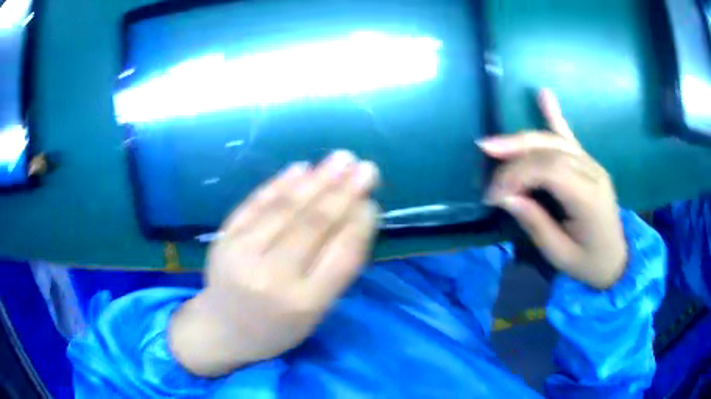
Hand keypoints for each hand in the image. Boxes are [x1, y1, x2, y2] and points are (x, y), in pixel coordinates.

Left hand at [169, 151, 379, 376]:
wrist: (222, 328)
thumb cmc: (277, 327)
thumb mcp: (315, 313)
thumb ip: (335, 269)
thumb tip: (355, 216)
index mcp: (304, 304)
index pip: (341, 254)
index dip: (359, 223)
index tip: (372, 200)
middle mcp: (273, 277)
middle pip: (313, 225)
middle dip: (343, 192)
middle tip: (366, 168)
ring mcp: (242, 254)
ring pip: (285, 209)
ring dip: (317, 180)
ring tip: (341, 159)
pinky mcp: (224, 239)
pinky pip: (255, 204)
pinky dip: (279, 184)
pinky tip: (301, 168)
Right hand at [478, 90, 626, 288]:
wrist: (617, 259)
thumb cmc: (589, 263)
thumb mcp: (560, 255)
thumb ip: (535, 223)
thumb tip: (505, 197)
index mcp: (588, 198)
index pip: (548, 170)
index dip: (516, 175)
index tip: (492, 195)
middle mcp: (592, 172)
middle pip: (549, 150)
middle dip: (514, 156)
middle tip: (485, 163)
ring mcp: (592, 164)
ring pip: (554, 140)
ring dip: (522, 138)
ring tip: (493, 143)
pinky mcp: (589, 163)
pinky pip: (569, 136)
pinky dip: (554, 115)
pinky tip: (543, 95)